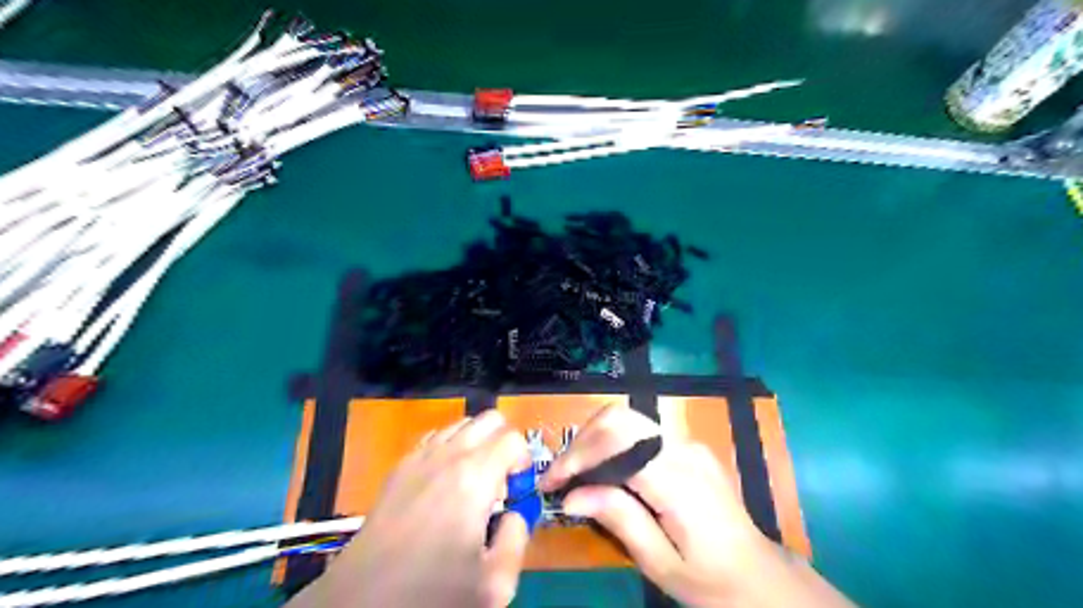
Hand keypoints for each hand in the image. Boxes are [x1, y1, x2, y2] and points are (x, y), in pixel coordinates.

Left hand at [293, 411, 534, 607]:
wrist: (362, 601)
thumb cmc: (431, 592)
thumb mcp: (494, 583)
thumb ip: (518, 537)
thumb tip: (514, 514)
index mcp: (474, 477)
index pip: (513, 439)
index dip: (523, 461)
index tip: (516, 490)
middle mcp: (447, 456)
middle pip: (488, 419)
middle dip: (503, 443)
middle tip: (499, 482)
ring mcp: (419, 457)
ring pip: (461, 425)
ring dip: (476, 444)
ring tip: (472, 483)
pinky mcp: (398, 468)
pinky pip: (434, 439)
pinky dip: (449, 449)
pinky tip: (444, 485)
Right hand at [542, 404, 777, 606]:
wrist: (759, 575)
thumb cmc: (710, 579)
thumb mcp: (660, 564)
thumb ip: (619, 520)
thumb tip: (571, 495)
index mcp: (677, 480)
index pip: (616, 442)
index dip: (576, 456)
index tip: (549, 481)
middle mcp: (682, 449)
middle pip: (618, 419)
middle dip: (581, 441)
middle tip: (560, 475)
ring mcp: (687, 443)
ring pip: (627, 419)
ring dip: (593, 440)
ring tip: (575, 474)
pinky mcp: (686, 446)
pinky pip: (640, 432)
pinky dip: (612, 444)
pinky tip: (603, 472)